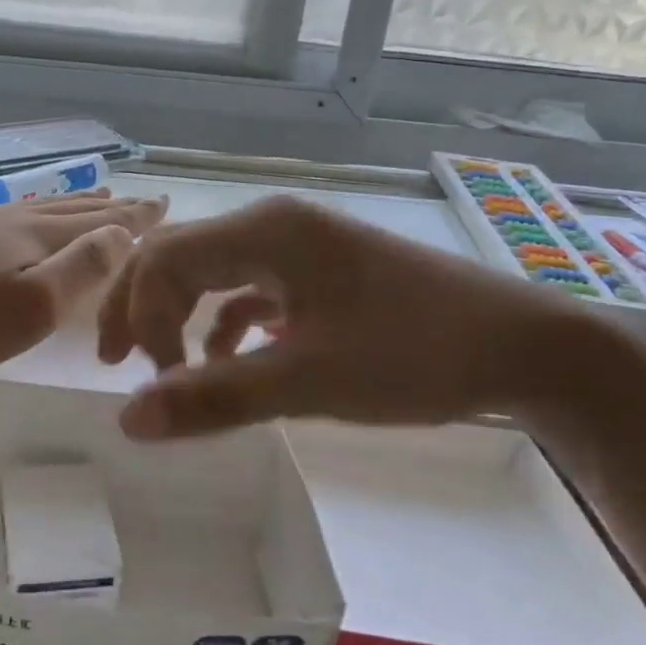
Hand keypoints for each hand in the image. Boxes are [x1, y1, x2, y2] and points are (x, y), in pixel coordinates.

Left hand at [0, 189, 167, 382]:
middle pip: (71, 208)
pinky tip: (19, 218)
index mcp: (36, 236)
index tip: (162, 204)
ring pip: (37, 208)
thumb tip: (122, 235)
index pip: (99, 221)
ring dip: (73, 205)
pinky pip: (7, 215)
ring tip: (93, 198)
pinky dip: (33, 212)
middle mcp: (9, 220)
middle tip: (138, 200)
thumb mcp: (30, 304)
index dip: (133, 217)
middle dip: (110, 207)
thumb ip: (80, 267)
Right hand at [97, 194, 598, 439]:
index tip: (146, 382)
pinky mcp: (322, 272)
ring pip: (213, 271)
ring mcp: (300, 245)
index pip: (164, 257)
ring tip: (165, 368)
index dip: (139, 315)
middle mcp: (273, 224)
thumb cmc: (413, 354)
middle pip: (180, 255)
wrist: (525, 348)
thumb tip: (128, 420)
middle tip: (120, 366)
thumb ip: (215, 397)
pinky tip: (229, 358)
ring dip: (181, 314)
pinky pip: (251, 287)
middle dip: (144, 307)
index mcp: (265, 231)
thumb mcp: (308, 381)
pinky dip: (227, 321)